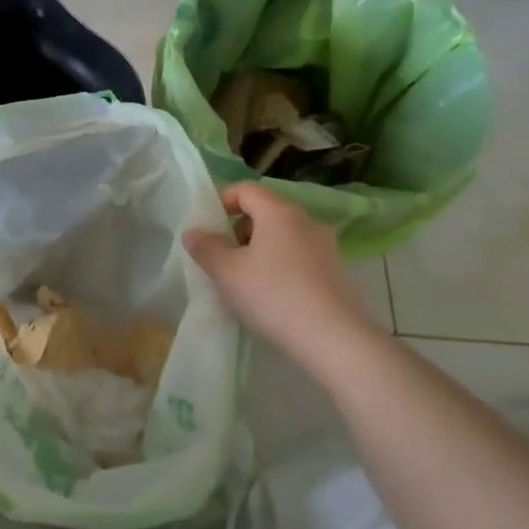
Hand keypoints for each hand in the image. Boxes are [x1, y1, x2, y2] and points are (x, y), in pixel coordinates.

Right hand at [184, 182, 386, 391]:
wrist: (332, 338)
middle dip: (239, 228)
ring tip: (245, 279)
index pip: (246, 189)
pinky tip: (272, 294)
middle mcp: (306, 220)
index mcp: (279, 211)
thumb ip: (205, 247)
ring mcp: (325, 245)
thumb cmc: (272, 296)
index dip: (222, 202)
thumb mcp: (226, 272)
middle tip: (223, 256)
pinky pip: (299, 255)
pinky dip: (280, 264)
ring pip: (283, 235)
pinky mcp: (335, 270)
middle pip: (265, 211)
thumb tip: (193, 231)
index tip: (208, 226)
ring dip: (260, 248)